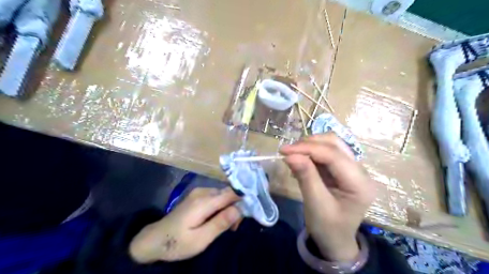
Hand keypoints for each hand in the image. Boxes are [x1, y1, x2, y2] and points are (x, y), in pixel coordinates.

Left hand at [129, 187, 242, 261]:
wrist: (154, 239)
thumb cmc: (177, 242)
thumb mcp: (201, 239)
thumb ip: (220, 223)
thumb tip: (240, 209)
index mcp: (204, 201)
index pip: (231, 193)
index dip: (244, 199)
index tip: (251, 211)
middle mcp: (203, 192)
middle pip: (228, 193)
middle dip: (236, 207)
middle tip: (235, 227)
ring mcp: (199, 192)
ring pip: (223, 195)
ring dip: (229, 208)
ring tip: (228, 226)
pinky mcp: (197, 196)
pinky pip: (216, 197)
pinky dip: (222, 206)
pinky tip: (219, 218)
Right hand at [278, 134, 375, 262]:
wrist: (335, 240)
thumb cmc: (327, 228)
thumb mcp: (316, 205)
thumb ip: (306, 177)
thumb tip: (290, 155)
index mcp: (359, 183)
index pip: (333, 155)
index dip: (307, 148)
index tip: (283, 150)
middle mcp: (360, 171)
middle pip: (334, 143)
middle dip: (308, 144)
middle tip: (287, 152)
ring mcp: (352, 168)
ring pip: (331, 143)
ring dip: (310, 146)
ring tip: (293, 156)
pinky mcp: (343, 168)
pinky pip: (326, 151)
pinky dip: (311, 152)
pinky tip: (300, 161)